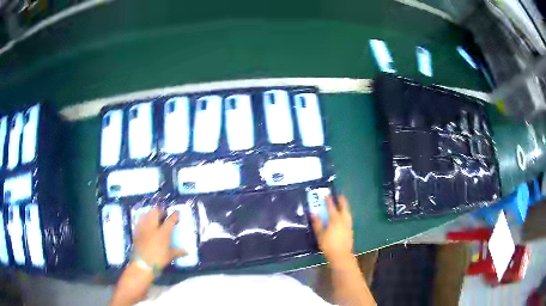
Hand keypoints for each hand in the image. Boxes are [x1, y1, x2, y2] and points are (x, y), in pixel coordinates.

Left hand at [133, 207, 186, 269]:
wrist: (142, 263)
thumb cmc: (158, 259)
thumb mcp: (170, 256)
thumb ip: (178, 252)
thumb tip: (187, 252)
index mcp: (163, 232)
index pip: (170, 220)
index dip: (175, 215)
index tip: (177, 212)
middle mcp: (153, 227)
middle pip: (156, 212)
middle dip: (160, 210)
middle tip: (164, 214)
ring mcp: (143, 227)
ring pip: (146, 214)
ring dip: (151, 213)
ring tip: (154, 217)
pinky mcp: (137, 230)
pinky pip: (140, 220)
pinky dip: (143, 219)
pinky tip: (146, 223)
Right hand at [311, 195, 353, 265]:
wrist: (341, 255)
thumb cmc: (328, 245)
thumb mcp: (320, 234)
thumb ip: (317, 223)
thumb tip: (313, 213)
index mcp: (335, 219)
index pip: (331, 207)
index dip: (329, 200)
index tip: (327, 195)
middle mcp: (343, 219)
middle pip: (344, 207)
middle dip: (341, 200)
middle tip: (339, 195)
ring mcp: (348, 224)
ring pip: (348, 212)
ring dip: (345, 206)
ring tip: (342, 203)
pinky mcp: (350, 229)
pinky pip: (348, 217)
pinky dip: (346, 213)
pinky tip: (344, 215)